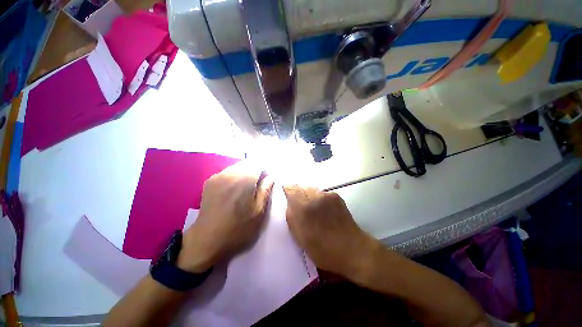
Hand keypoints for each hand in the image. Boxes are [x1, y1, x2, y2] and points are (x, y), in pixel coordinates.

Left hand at [178, 162, 273, 272]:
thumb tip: (271, 177)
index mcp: (244, 180)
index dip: (265, 171)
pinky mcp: (210, 181)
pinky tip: (233, 191)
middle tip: (257, 186)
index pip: (259, 164)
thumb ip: (266, 191)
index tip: (266, 181)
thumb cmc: (238, 228)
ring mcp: (218, 176)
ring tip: (245, 189)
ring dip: (245, 173)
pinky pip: (228, 172)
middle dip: (255, 171)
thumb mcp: (258, 212)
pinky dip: (235, 176)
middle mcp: (230, 173)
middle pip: (248, 163)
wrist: (206, 241)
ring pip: (237, 166)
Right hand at [283, 185, 378, 278]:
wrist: (352, 249)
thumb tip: (290, 203)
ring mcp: (327, 195)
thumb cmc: (322, 249)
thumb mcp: (299, 237)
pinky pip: (321, 193)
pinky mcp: (336, 196)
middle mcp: (315, 196)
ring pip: (311, 189)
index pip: (291, 189)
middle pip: (301, 187)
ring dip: (309, 196)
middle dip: (298, 194)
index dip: (288, 191)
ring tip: (313, 209)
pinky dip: (319, 199)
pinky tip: (324, 210)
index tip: (287, 197)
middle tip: (300, 207)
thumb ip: (291, 216)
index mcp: (303, 208)